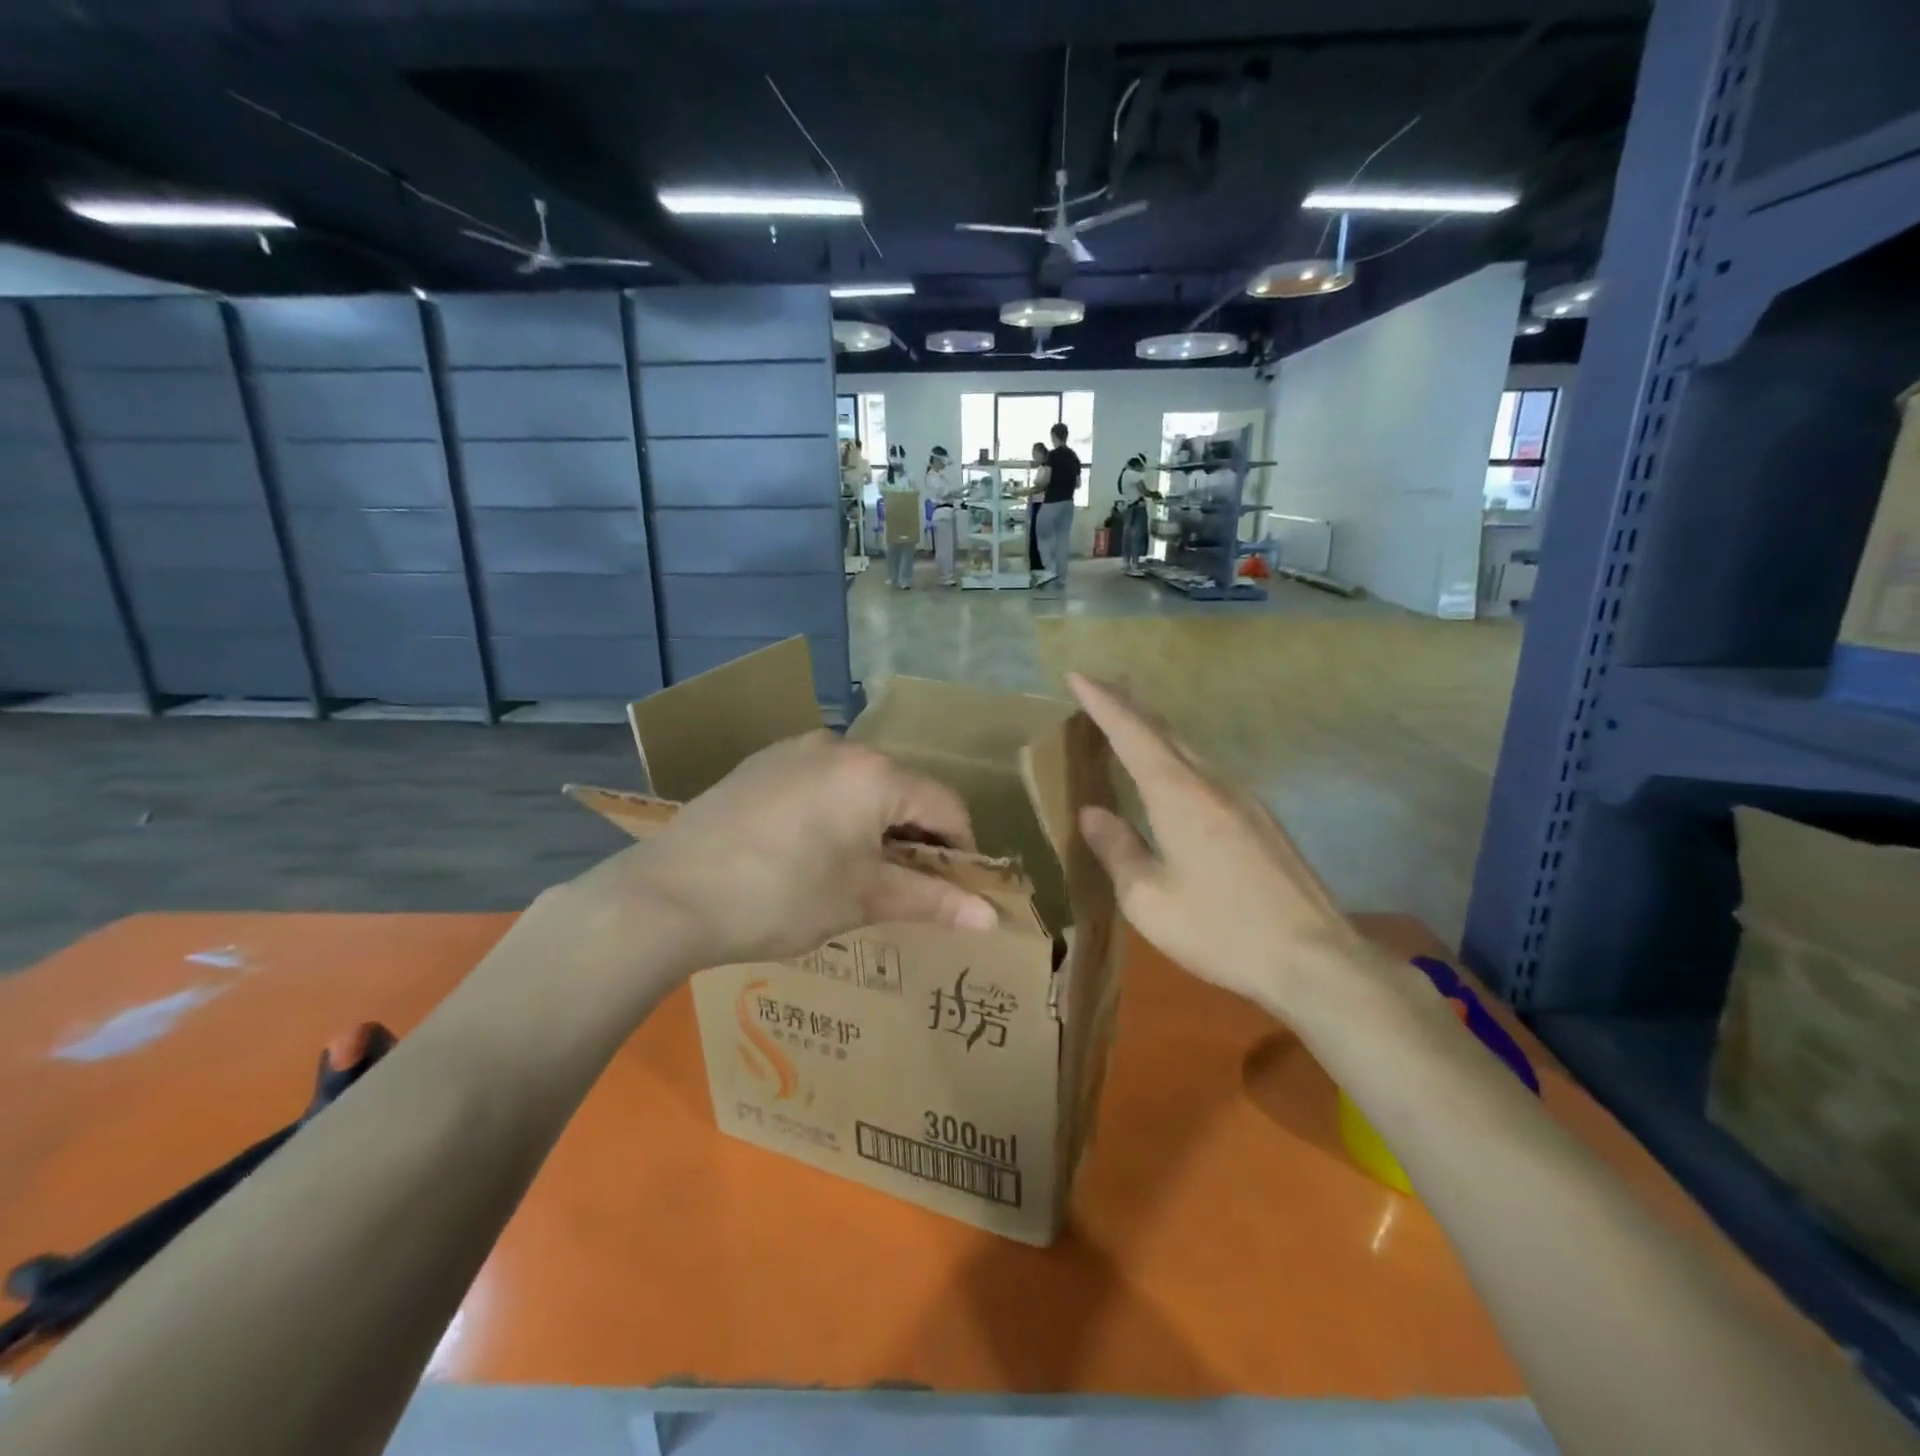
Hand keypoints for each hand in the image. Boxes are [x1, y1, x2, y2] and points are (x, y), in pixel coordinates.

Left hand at [566, 731, 998, 965]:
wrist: (668, 895)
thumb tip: (992, 917)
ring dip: (875, 825)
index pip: (946, 805)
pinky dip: (836, 813)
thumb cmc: (780, 896)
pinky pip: (820, 782)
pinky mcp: (761, 763)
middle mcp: (839, 745)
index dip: (961, 849)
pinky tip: (811, 852)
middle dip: (915, 838)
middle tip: (907, 888)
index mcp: (874, 772)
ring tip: (858, 874)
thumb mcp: (862, 899)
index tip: (957, 890)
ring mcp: (794, 749)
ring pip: (860, 785)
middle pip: (903, 790)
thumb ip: (931, 900)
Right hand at [1067, 674, 1362, 1013]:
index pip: (1133, 733)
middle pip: (1165, 730)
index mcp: (1179, 795)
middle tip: (1098, 688)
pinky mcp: (1261, 820)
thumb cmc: (1222, 930)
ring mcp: (1244, 799)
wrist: (1315, 960)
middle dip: (1129, 704)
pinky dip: (1177, 757)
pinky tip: (1172, 775)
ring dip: (1154, 731)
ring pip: (1190, 749)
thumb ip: (1118, 850)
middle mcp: (1213, 783)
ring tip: (1128, 723)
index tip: (1078, 675)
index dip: (1103, 703)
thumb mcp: (1149, 901)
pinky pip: (1207, 771)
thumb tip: (1093, 814)